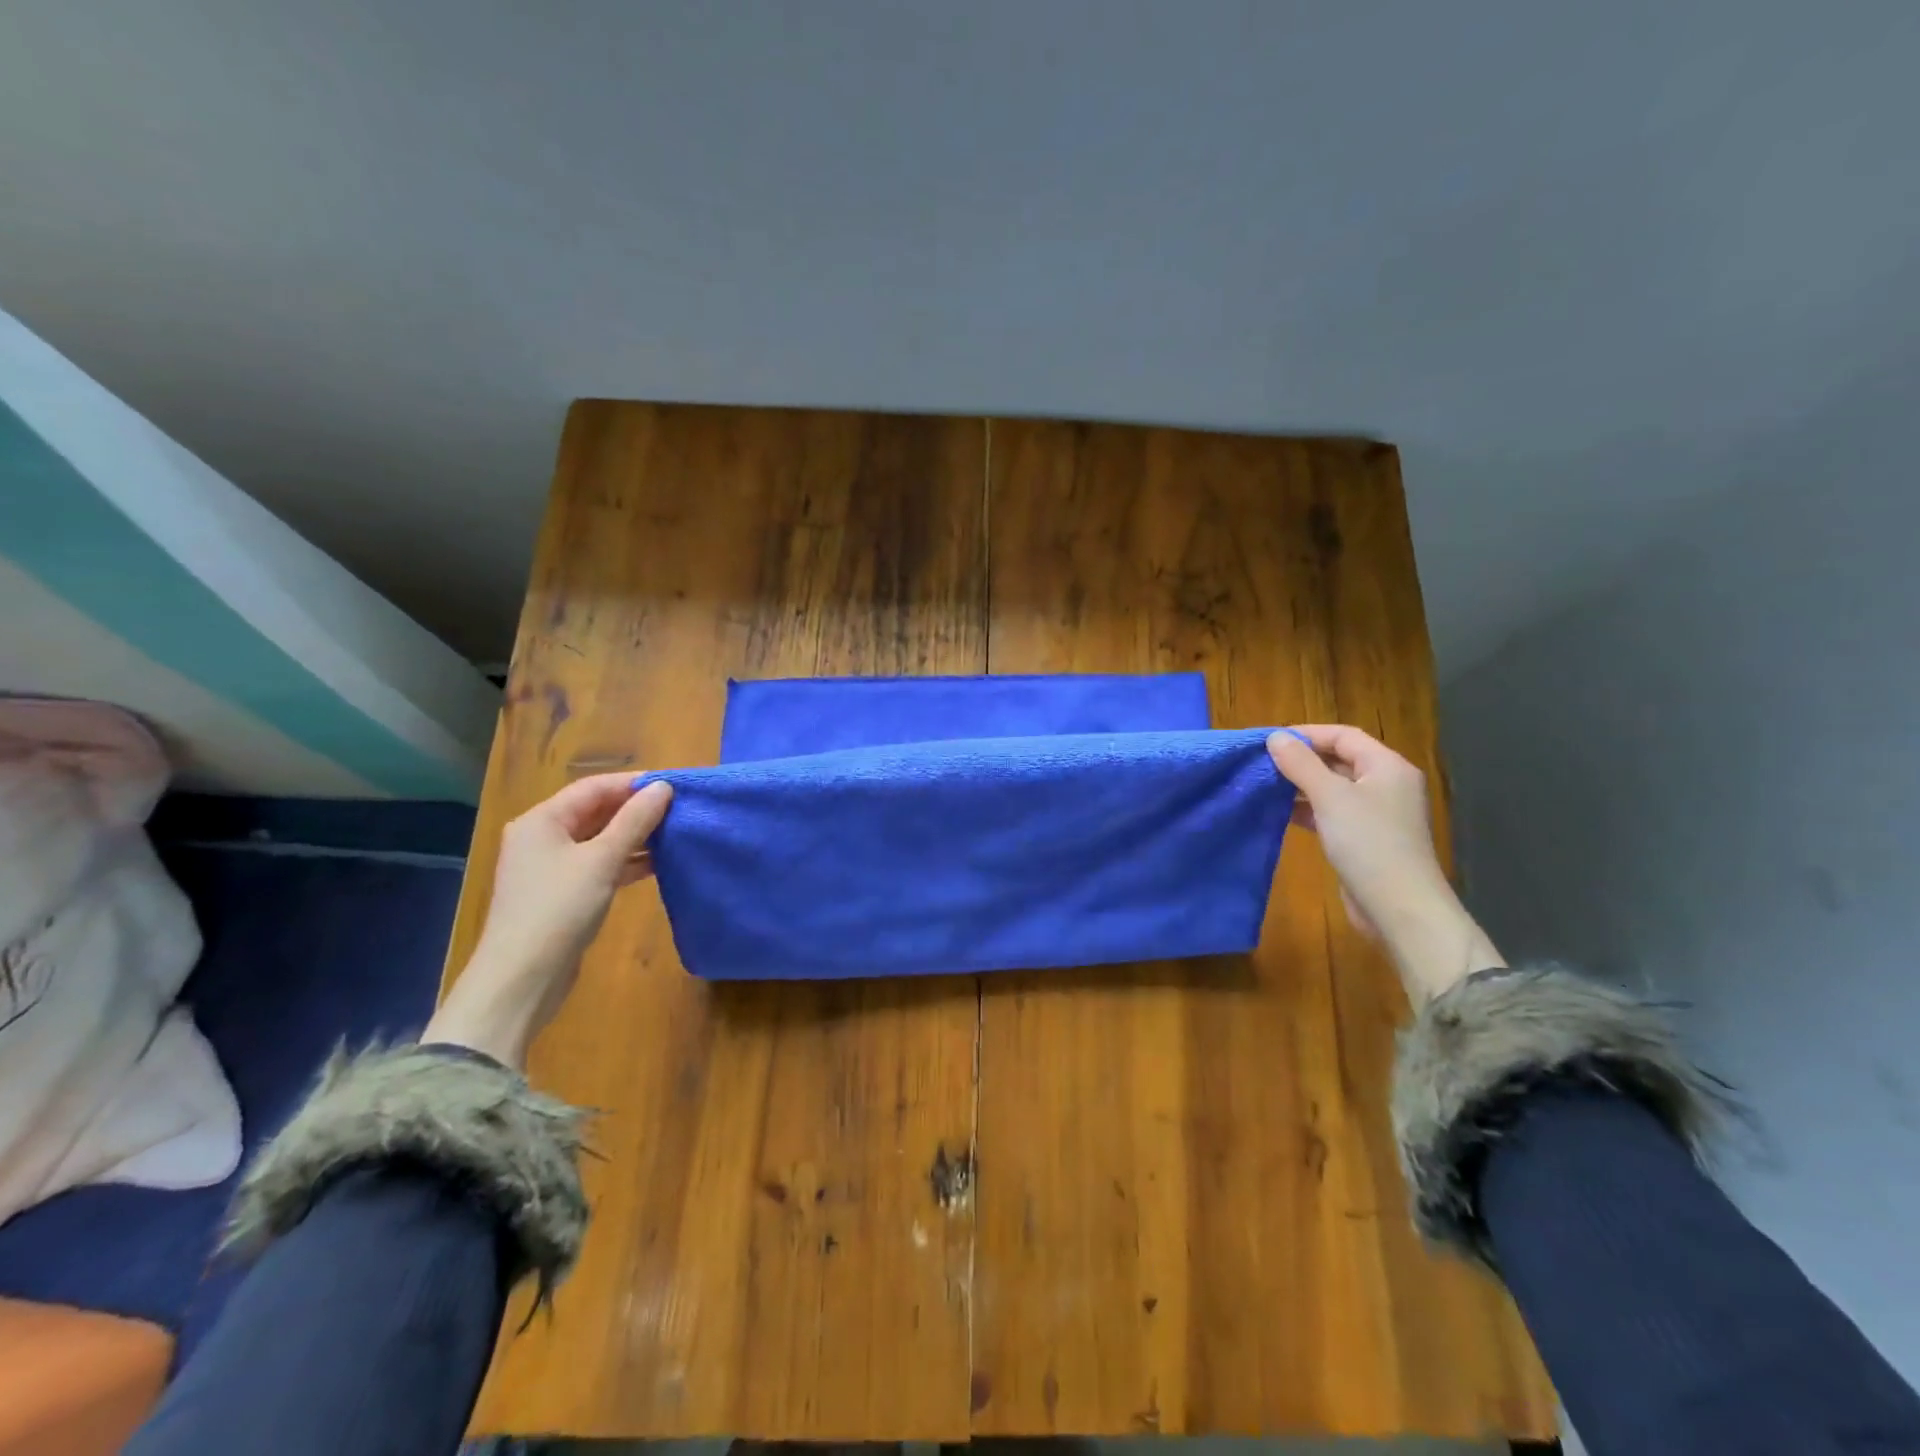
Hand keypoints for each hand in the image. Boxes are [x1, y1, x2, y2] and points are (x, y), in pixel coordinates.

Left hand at [424, 772, 673, 1066]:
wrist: (522, 979)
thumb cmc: (559, 909)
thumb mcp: (602, 860)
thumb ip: (634, 821)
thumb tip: (663, 788)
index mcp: (542, 820)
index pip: (594, 788)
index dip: (634, 784)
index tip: (675, 786)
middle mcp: (543, 837)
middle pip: (596, 811)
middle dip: (636, 809)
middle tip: (680, 808)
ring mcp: (552, 867)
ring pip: (600, 839)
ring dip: (635, 835)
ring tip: (676, 833)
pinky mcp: (563, 893)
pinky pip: (599, 864)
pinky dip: (626, 861)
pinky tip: (658, 863)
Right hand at [1268, 725, 1500, 1004]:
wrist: (1399, 907)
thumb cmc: (1368, 843)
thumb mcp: (1330, 797)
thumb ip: (1301, 764)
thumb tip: (1275, 737)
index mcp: (1387, 766)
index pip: (1343, 736)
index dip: (1306, 734)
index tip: (1269, 741)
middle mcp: (1385, 785)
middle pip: (1339, 760)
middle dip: (1301, 760)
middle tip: (1262, 763)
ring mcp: (1376, 814)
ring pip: (1333, 788)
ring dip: (1301, 786)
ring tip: (1264, 786)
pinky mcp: (1365, 839)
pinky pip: (1332, 813)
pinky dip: (1308, 810)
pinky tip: (1280, 813)